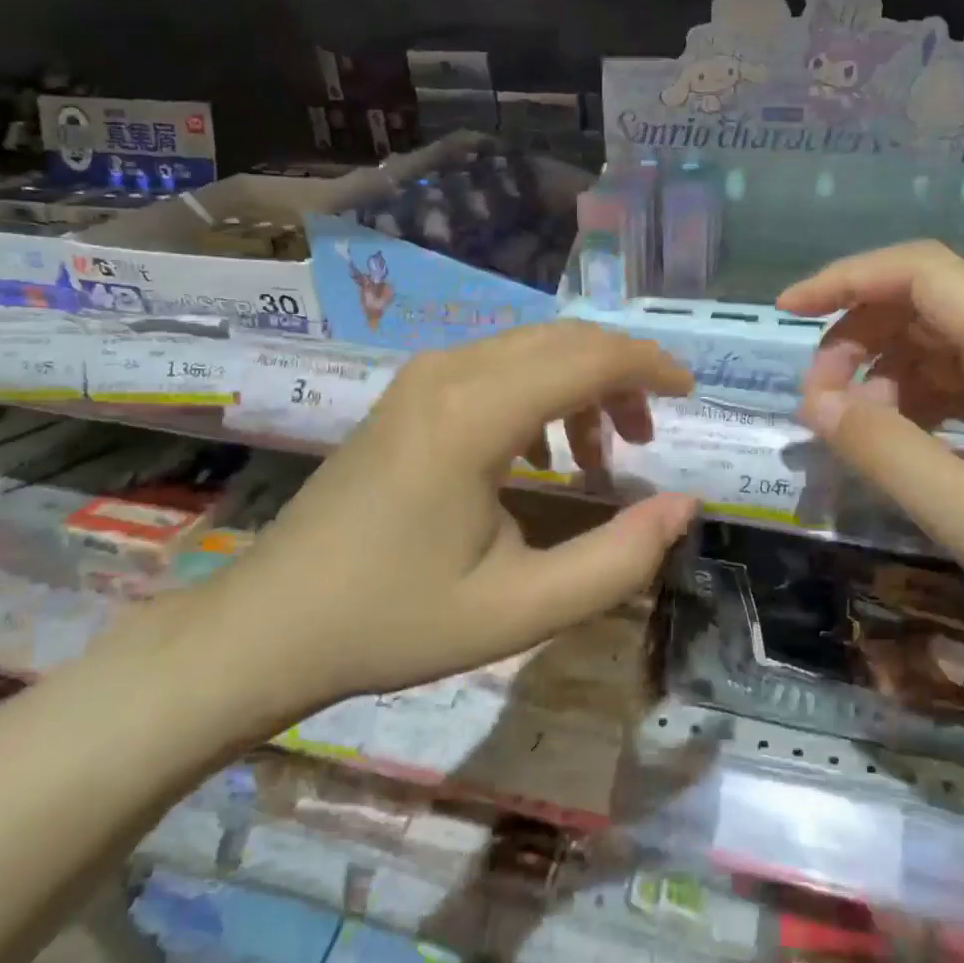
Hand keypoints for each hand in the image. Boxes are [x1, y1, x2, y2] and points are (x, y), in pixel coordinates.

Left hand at [175, 323, 697, 738]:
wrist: (273, 623)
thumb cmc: (396, 620)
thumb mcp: (522, 609)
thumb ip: (617, 559)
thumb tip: (682, 505)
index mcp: (474, 416)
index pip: (587, 357)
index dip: (649, 367)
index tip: (690, 395)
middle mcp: (448, 374)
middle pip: (563, 339)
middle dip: (621, 374)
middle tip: (648, 436)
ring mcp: (422, 377)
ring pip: (531, 347)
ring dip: (581, 383)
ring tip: (600, 456)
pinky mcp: (409, 393)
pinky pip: (497, 365)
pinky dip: (542, 391)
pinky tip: (542, 455)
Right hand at [778, 242, 963, 686]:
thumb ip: (888, 453)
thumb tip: (815, 401)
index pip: (923, 273)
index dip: (847, 279)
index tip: (786, 312)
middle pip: (928, 300)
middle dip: (858, 335)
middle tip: (818, 402)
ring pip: (942, 337)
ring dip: (884, 369)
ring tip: (854, 428)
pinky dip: (919, 395)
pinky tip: (903, 439)